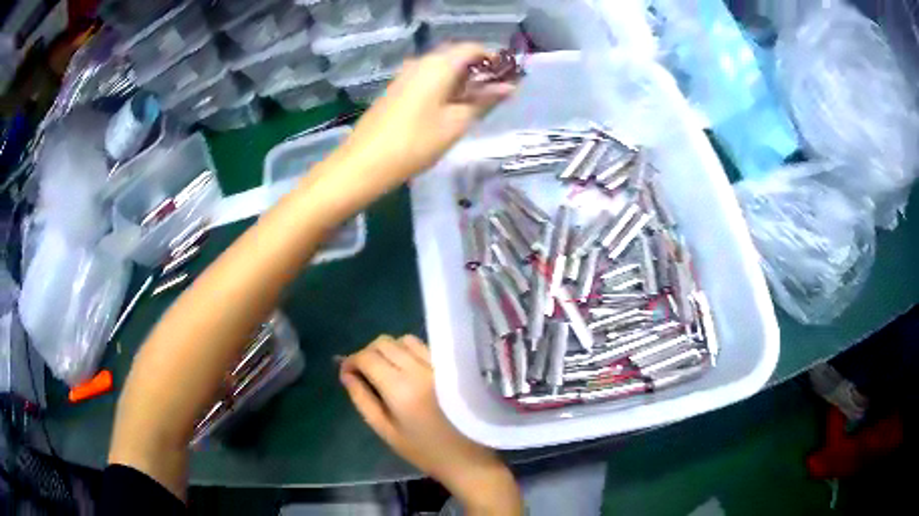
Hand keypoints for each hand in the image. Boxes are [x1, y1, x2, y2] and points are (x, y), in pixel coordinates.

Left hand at [338, 43, 516, 187]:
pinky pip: (425, 79)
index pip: (473, 48)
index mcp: (438, 64)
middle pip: (455, 56)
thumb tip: (509, 87)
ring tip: (471, 106)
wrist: (364, 163)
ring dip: (459, 81)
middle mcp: (420, 62)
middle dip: (477, 71)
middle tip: (491, 96)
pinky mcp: (395, 89)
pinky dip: (442, 87)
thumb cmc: (416, 142)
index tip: (506, 79)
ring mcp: (404, 75)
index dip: (493, 60)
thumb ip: (484, 101)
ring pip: (440, 68)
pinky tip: (446, 110)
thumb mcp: (456, 123)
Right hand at [341, 335, 521, 514]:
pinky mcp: (452, 367)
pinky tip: (408, 370)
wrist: (467, 458)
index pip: (368, 357)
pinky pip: (424, 347)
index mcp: (401, 388)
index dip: (351, 360)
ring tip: (386, 370)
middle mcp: (420, 369)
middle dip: (367, 353)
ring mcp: (438, 365)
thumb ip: (362, 399)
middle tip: (364, 372)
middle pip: (384, 342)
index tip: (346, 372)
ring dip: (389, 350)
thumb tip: (345, 374)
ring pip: (404, 340)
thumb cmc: (423, 451)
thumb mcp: (385, 430)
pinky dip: (409, 351)